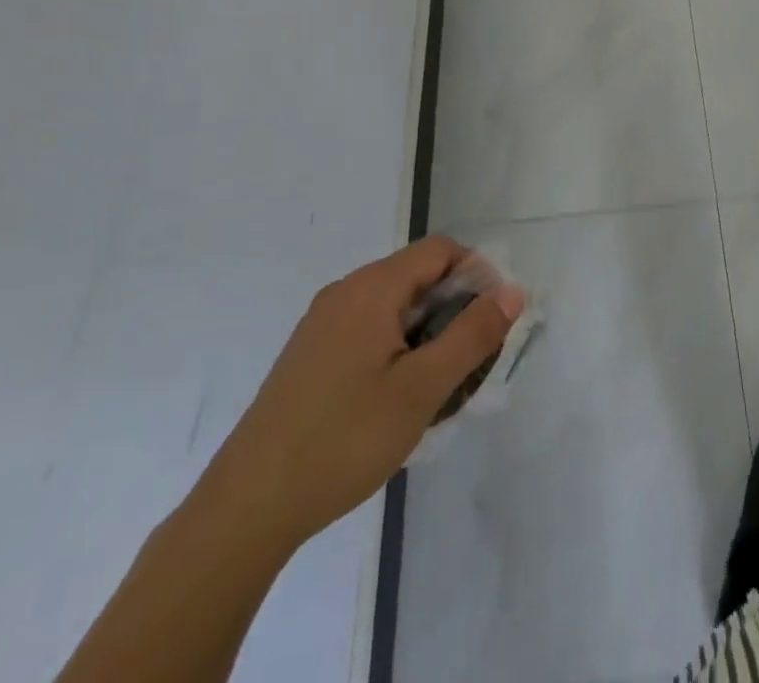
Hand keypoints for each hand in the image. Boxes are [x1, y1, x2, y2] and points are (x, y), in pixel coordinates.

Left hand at [199, 236, 523, 553]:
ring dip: (425, 331)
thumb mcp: (422, 389)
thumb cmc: (343, 440)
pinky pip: (367, 329)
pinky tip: (393, 399)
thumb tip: (512, 291)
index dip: (476, 274)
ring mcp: (321, 323)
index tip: (492, 322)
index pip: (439, 250)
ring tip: (436, 386)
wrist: (246, 508)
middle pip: (416, 275)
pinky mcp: (308, 355)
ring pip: (393, 306)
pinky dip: (395, 347)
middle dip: (453, 308)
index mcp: (372, 288)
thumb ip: (472, 335)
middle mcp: (345, 292)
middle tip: (469, 362)